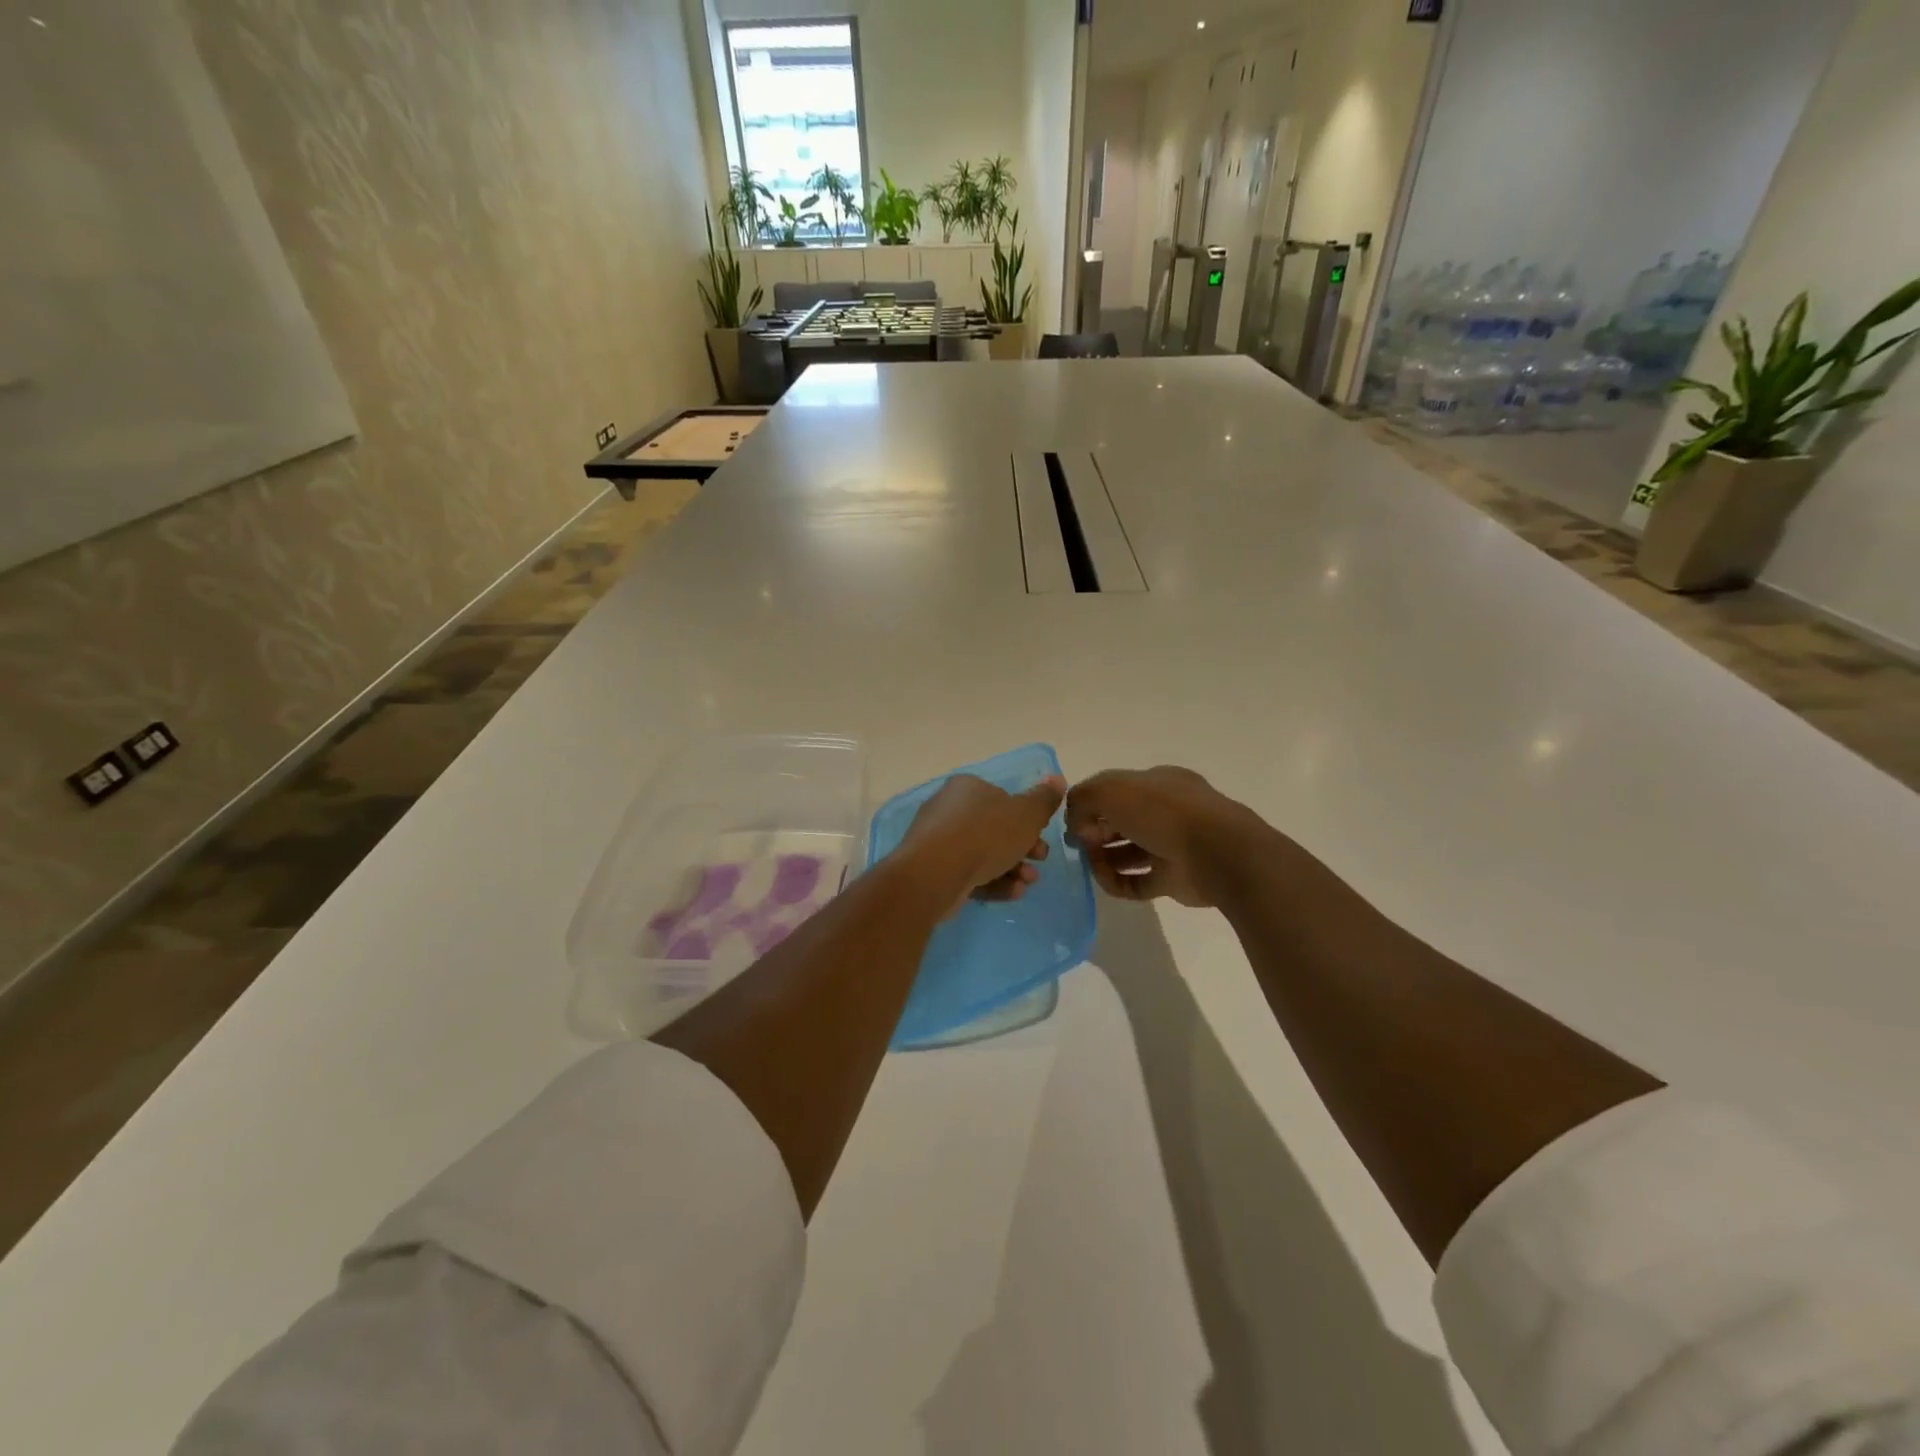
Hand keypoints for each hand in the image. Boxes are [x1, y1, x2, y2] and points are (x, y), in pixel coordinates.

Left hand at [898, 773, 1065, 913]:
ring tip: (1027, 883)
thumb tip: (1057, 778)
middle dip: (1022, 848)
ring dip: (1012, 868)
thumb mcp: (1026, 815)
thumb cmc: (985, 834)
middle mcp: (949, 809)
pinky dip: (992, 882)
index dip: (1026, 819)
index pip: (1002, 799)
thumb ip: (1043, 799)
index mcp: (968, 787)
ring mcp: (938, 840)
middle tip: (1039, 861)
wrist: (935, 872)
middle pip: (994, 828)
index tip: (1042, 836)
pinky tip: (1012, 893)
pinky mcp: (933, 870)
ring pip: (982, 853)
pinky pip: (968, 873)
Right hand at [1066, 766, 1270, 907]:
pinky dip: (1117, 883)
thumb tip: (1076, 824)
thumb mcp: (1111, 789)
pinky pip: (1136, 883)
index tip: (1073, 819)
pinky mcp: (1172, 880)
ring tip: (1090, 863)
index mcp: (1157, 783)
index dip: (1091, 803)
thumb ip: (1082, 798)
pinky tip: (1106, 880)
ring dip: (1102, 859)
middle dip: (1095, 831)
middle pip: (1119, 821)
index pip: (1116, 790)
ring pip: (1127, 853)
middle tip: (1080, 843)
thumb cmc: (1162, 811)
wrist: (1217, 853)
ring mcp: (1170, 847)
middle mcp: (1165, 812)